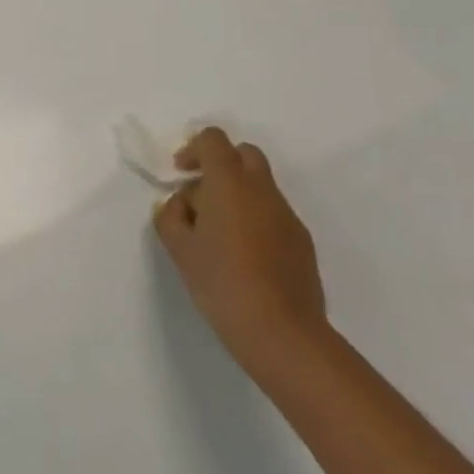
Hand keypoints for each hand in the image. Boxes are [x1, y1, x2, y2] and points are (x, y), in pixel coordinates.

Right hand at [152, 126, 327, 373]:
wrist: (283, 334)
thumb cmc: (222, 282)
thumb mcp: (178, 248)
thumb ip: (170, 216)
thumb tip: (179, 205)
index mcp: (229, 182)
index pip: (213, 140)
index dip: (193, 149)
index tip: (180, 174)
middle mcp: (262, 189)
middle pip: (243, 154)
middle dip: (221, 165)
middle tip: (201, 196)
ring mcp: (287, 215)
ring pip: (260, 185)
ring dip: (238, 193)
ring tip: (219, 233)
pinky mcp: (302, 242)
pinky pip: (274, 213)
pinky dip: (256, 218)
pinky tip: (244, 255)